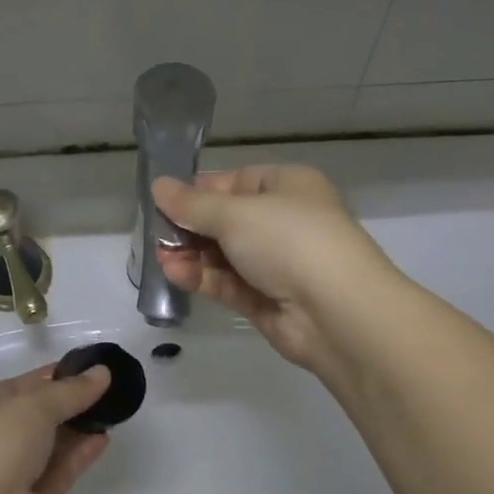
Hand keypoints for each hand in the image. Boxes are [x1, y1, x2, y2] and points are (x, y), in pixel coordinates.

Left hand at [0, 364, 112, 493]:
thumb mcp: (33, 405)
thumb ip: (71, 390)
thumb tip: (103, 372)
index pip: (21, 385)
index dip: (55, 375)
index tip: (92, 367)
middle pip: (38, 414)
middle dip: (71, 401)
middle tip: (110, 386)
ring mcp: (13, 473)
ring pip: (52, 443)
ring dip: (80, 426)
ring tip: (114, 408)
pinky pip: (62, 469)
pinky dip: (81, 452)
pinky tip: (104, 436)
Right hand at [153, 166, 400, 369]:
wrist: (337, 312)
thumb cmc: (289, 241)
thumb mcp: (235, 213)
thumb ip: (192, 204)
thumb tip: (159, 185)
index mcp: (287, 187)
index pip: (236, 181)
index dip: (200, 190)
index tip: (165, 200)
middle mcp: (284, 222)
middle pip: (227, 220)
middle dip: (190, 226)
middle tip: (155, 232)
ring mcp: (277, 264)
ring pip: (224, 254)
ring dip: (191, 254)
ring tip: (160, 255)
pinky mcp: (267, 300)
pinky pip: (228, 283)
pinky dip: (202, 277)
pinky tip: (174, 273)